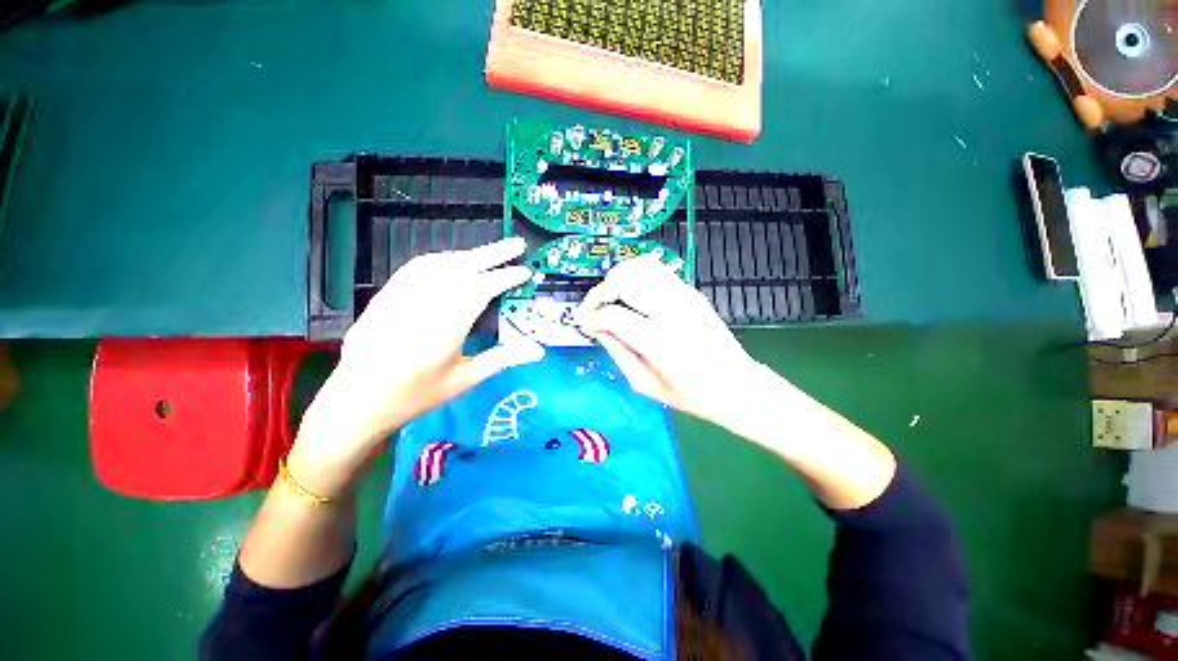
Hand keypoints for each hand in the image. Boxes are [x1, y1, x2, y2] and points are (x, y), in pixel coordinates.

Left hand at [290, 237, 544, 494]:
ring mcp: (400, 296)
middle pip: (462, 267)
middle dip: (493, 253)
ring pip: (440, 263)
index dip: (506, 278)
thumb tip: (539, 351)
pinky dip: (442, 259)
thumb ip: (504, 358)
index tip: (525, 272)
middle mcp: (422, 304)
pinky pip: (417, 267)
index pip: (482, 290)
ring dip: (469, 254)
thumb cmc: (417, 395)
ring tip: (492, 254)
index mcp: (445, 327)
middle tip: (517, 243)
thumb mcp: (465, 379)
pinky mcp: (385, 296)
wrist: (357, 402)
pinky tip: (452, 262)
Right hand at [576, 255, 758, 424]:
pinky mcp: (692, 291)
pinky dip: (637, 273)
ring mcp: (685, 297)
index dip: (592, 318)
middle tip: (594, 307)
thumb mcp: (645, 385)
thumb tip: (598, 329)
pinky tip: (631, 290)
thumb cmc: (690, 394)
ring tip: (611, 293)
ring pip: (641, 266)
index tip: (585, 323)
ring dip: (618, 275)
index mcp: (660, 343)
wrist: (735, 385)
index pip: (614, 316)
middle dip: (600, 292)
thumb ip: (618, 353)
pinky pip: (658, 270)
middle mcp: (672, 313)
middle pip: (624, 282)